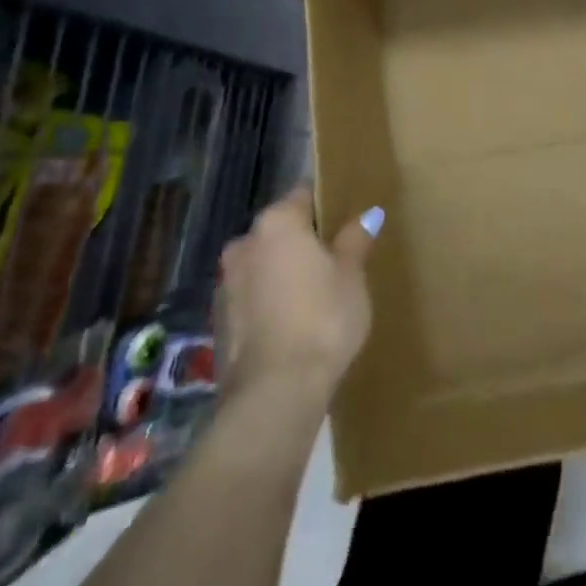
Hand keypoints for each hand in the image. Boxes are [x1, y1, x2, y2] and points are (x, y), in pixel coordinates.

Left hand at [218, 187, 383, 397]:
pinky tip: (293, 322)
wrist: (275, 390)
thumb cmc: (323, 317)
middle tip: (335, 259)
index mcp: (277, 223)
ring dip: (283, 271)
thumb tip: (367, 214)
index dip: (325, 204)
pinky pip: (252, 296)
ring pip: (263, 264)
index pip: (303, 195)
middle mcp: (244, 244)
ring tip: (315, 293)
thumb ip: (355, 240)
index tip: (344, 218)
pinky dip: (269, 300)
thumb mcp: (352, 276)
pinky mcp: (219, 321)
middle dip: (302, 240)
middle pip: (279, 230)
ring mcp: (225, 283)